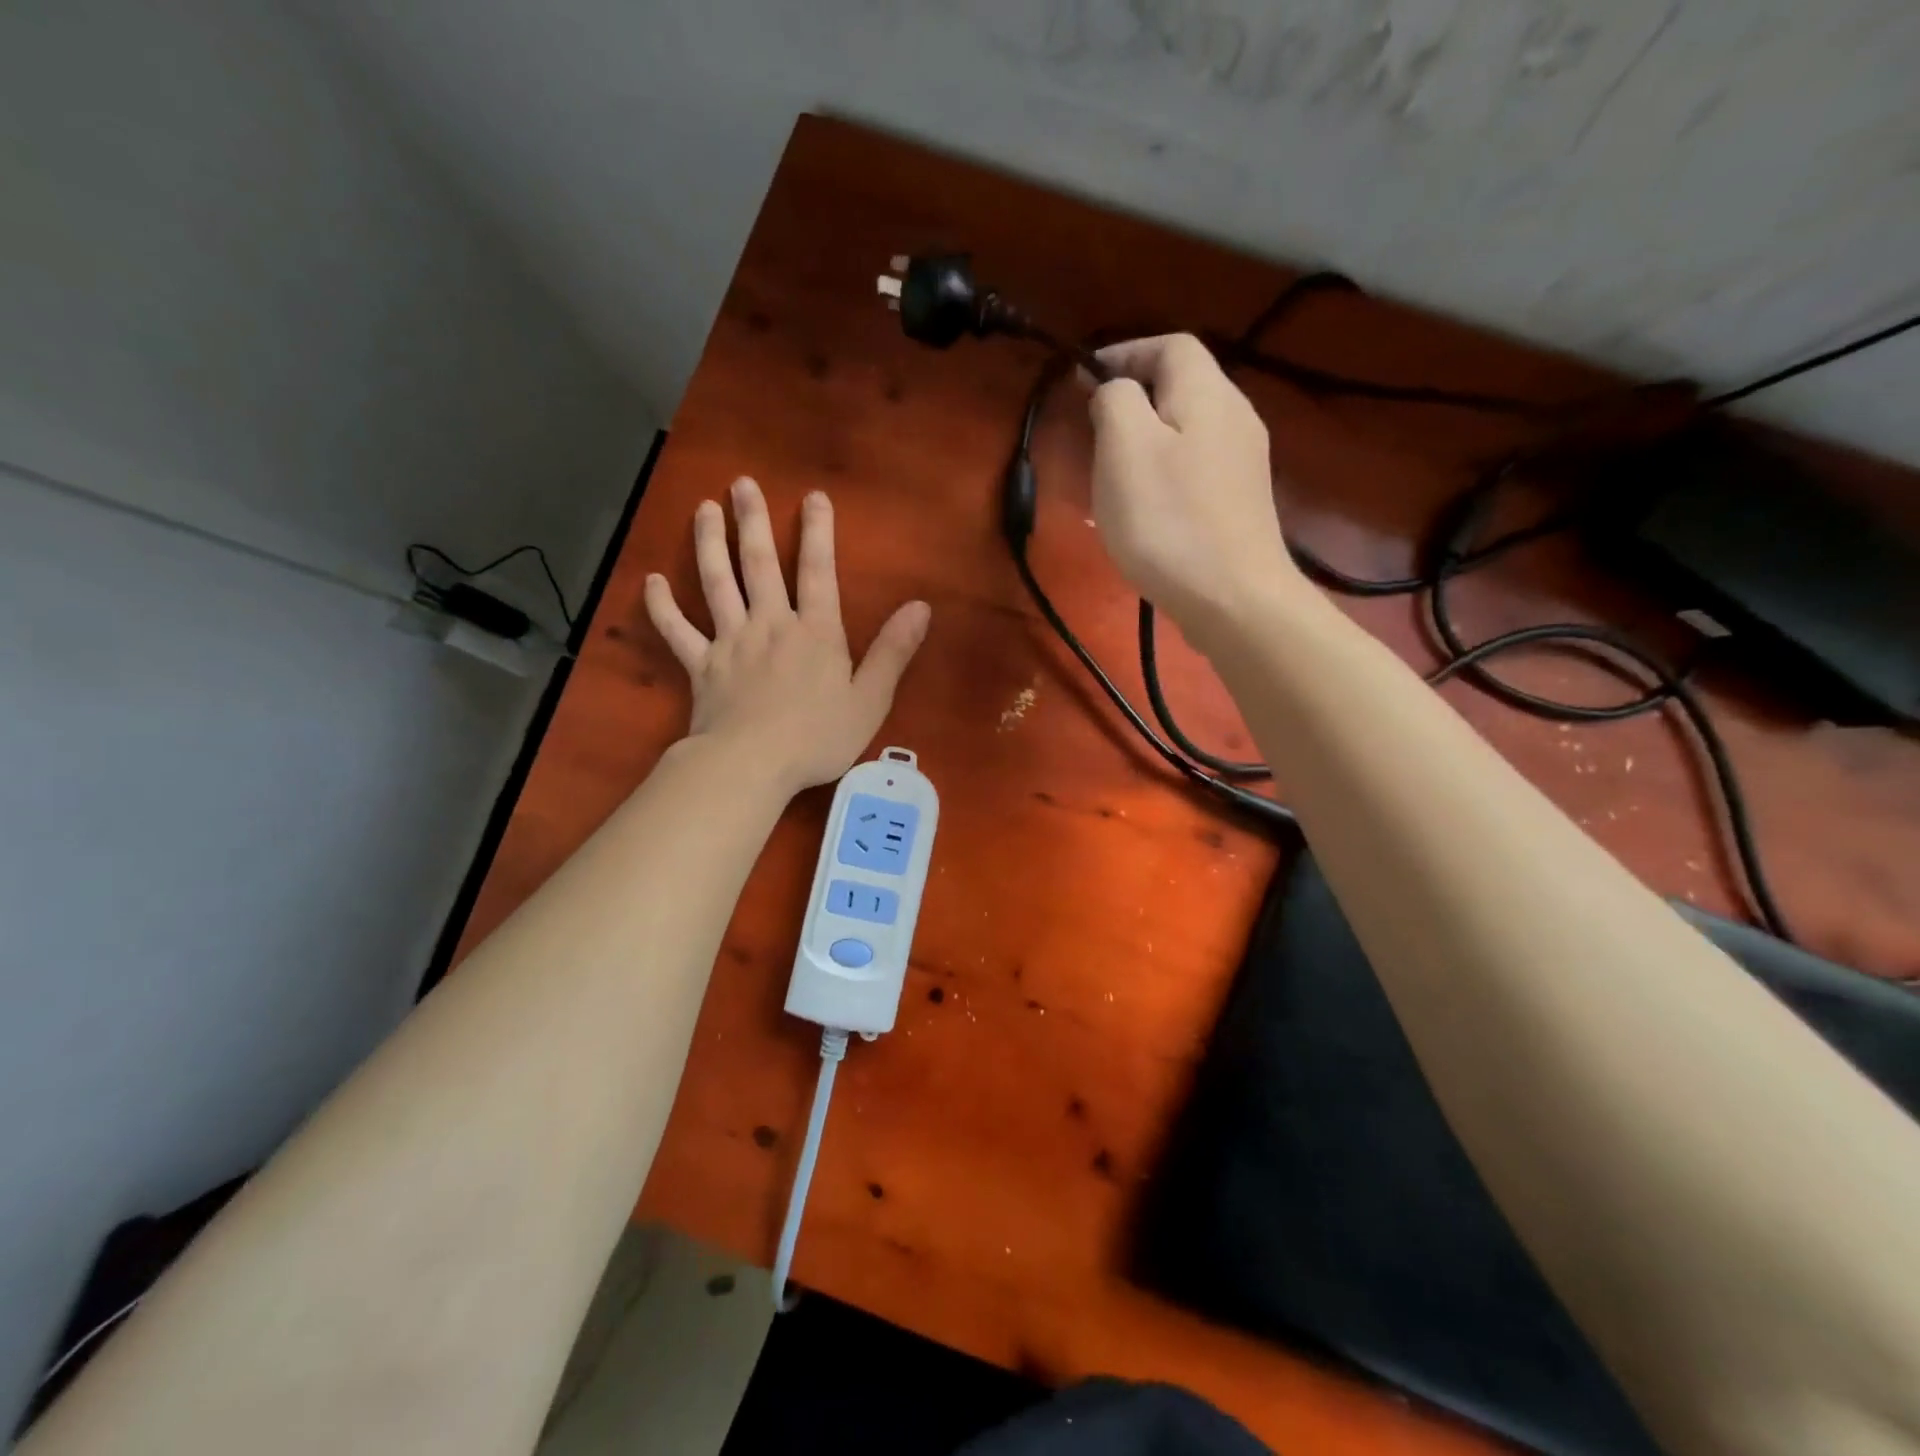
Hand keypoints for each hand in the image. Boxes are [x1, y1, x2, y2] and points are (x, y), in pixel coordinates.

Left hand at [645, 478, 930, 795]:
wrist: (752, 765)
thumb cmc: (818, 737)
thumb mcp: (870, 699)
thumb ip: (893, 651)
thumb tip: (921, 607)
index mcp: (815, 632)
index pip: (818, 572)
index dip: (818, 532)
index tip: (813, 496)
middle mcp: (771, 625)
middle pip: (759, 565)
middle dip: (751, 521)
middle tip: (741, 484)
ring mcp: (731, 643)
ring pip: (717, 584)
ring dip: (708, 544)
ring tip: (703, 509)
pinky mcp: (701, 667)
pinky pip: (677, 631)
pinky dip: (662, 606)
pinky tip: (651, 581)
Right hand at [1087, 334, 1303, 637]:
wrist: (1233, 599)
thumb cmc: (1169, 521)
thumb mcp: (1124, 449)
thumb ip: (1115, 402)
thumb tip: (1114, 390)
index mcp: (1207, 394)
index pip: (1169, 345)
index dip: (1124, 352)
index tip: (1083, 380)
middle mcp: (1235, 417)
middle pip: (1182, 386)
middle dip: (1133, 397)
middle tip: (1093, 430)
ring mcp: (1244, 463)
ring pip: (1188, 429)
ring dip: (1147, 438)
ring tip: (1112, 470)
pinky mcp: (1241, 503)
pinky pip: (1196, 467)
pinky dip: (1165, 470)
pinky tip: (1147, 507)